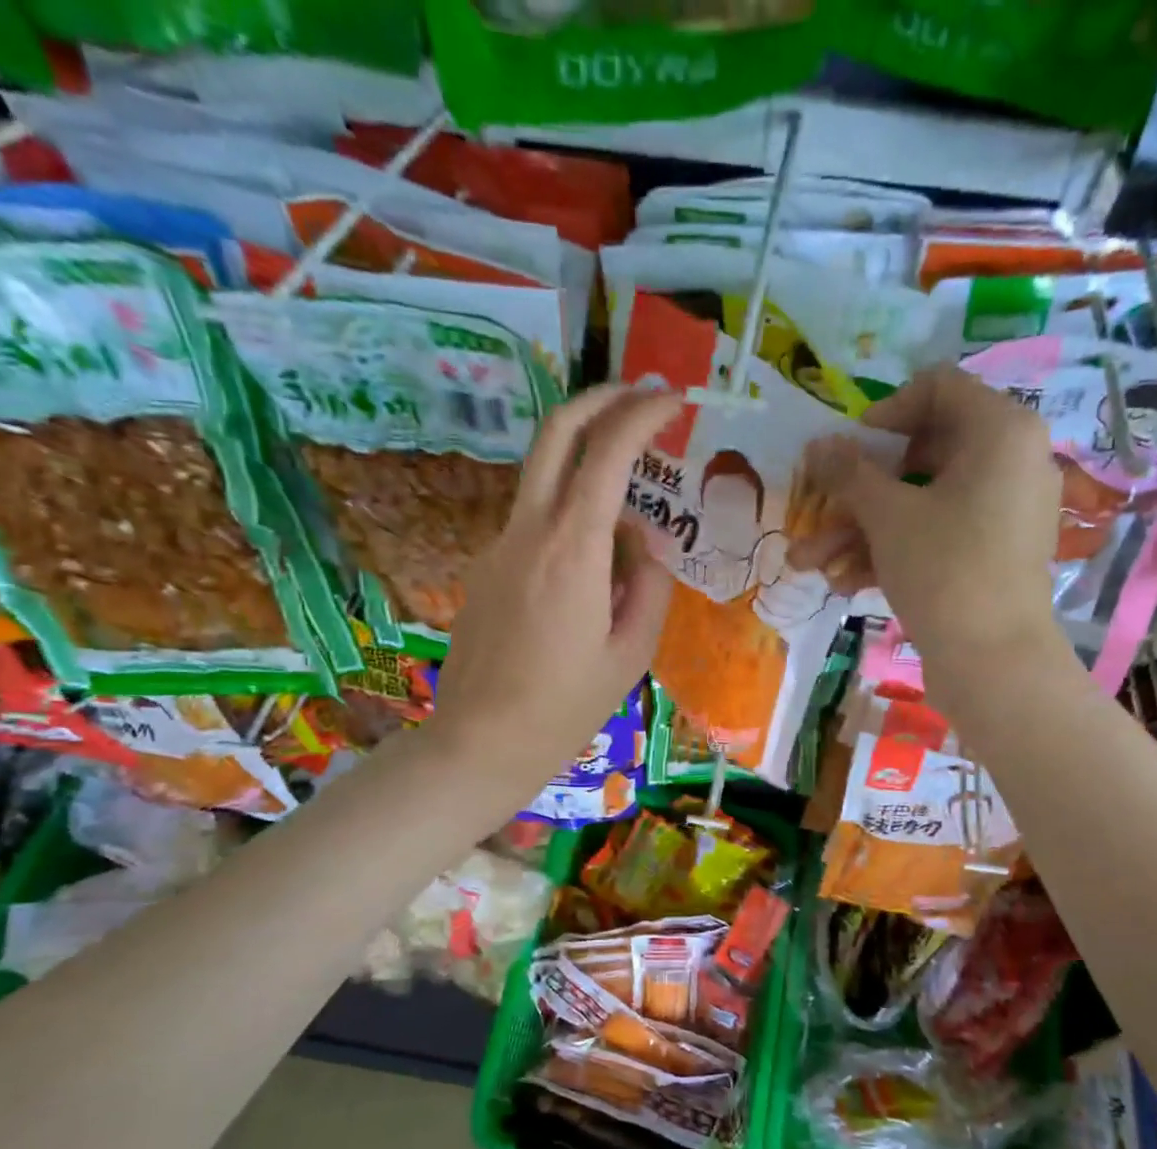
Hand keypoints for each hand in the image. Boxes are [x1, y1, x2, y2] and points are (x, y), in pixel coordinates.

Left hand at [429, 385, 680, 800]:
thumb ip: (648, 585)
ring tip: (631, 530)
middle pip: (556, 431)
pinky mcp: (486, 567)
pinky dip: (570, 520)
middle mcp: (528, 531)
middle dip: (601, 399)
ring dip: (588, 469)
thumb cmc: (565, 708)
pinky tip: (591, 579)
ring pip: (545, 477)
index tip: (674, 401)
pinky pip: (535, 523)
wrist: (481, 741)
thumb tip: (644, 543)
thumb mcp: (631, 654)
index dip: (643, 415)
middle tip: (642, 398)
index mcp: (572, 551)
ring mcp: (498, 546)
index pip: (607, 452)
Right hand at [789, 367, 1069, 690]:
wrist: (994, 662)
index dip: (883, 413)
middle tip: (818, 514)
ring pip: (921, 503)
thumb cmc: (944, 569)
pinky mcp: (994, 551)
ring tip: (810, 564)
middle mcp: (1011, 459)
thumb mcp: (887, 516)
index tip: (848, 450)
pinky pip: (938, 533)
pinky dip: (894, 550)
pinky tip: (845, 583)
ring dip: (861, 530)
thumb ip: (849, 473)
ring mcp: (1004, 509)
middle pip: (921, 454)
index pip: (937, 388)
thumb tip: (818, 444)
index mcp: (1000, 429)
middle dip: (858, 491)